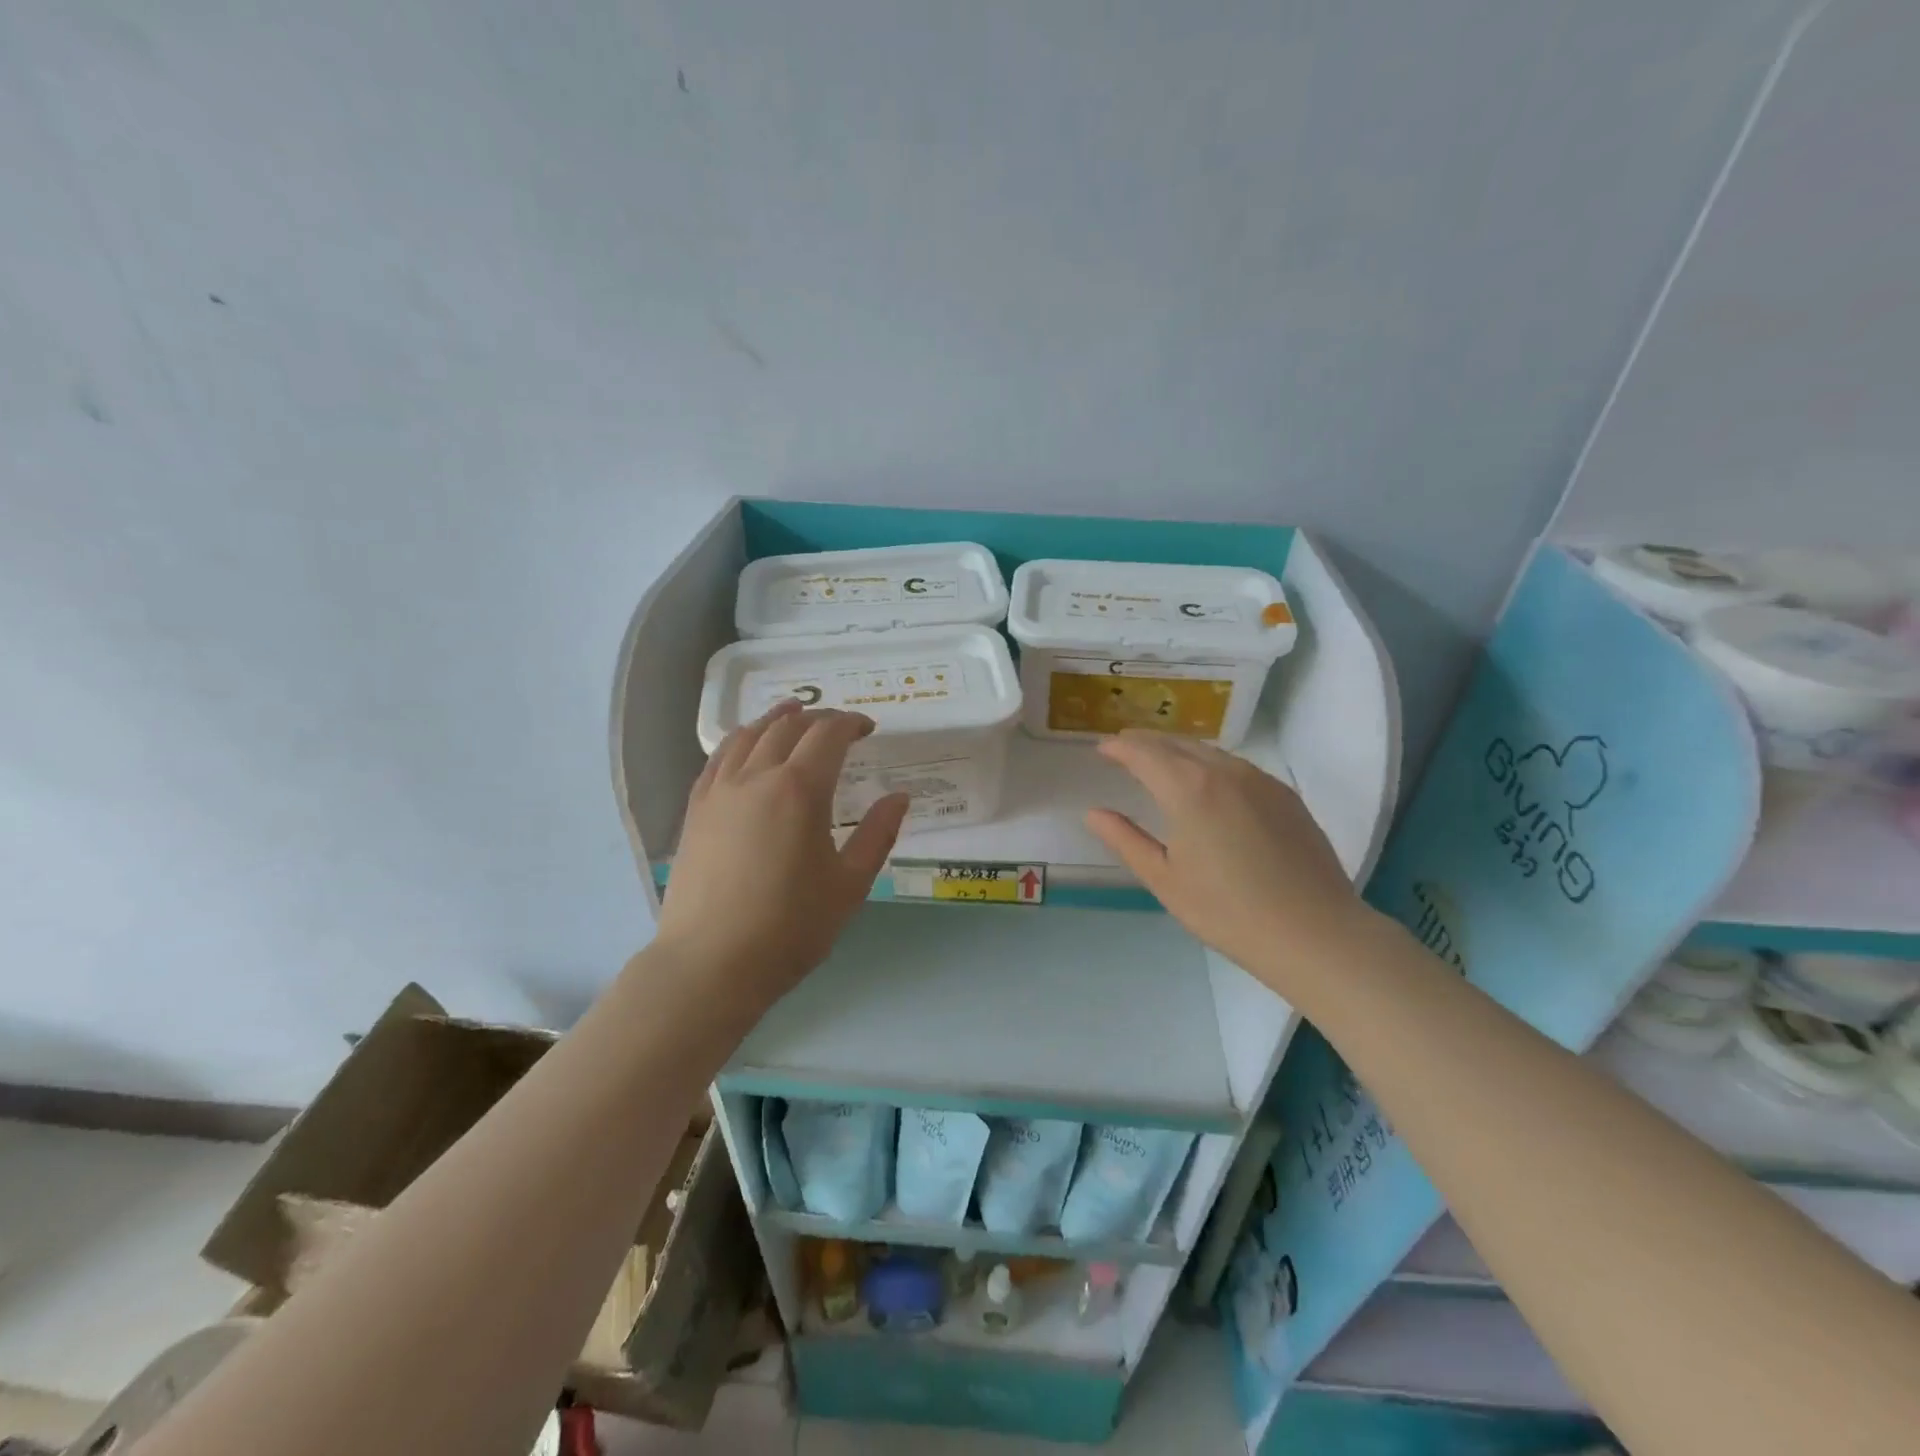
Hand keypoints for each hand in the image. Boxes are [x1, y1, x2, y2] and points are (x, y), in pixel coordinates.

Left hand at [654, 700, 908, 1014]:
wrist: (711, 964)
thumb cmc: (790, 928)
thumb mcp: (849, 885)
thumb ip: (878, 834)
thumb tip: (900, 797)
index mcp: (799, 790)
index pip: (828, 734)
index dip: (851, 722)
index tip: (868, 728)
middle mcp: (756, 776)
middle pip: (788, 727)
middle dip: (818, 718)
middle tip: (839, 728)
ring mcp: (719, 790)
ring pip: (748, 735)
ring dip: (776, 720)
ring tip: (793, 716)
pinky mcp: (696, 809)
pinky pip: (719, 757)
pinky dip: (740, 740)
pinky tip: (747, 748)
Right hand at [1085, 731, 1372, 991]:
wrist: (1314, 933)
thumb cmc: (1227, 911)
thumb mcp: (1164, 879)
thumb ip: (1125, 840)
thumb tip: (1094, 813)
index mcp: (1188, 788)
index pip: (1144, 752)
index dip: (1119, 747)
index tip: (1102, 748)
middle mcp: (1224, 771)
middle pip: (1178, 744)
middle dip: (1147, 741)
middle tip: (1125, 745)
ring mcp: (1261, 780)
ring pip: (1210, 752)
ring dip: (1180, 750)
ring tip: (1162, 760)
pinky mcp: (1285, 795)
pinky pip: (1238, 767)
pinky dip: (1211, 764)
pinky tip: (1208, 783)